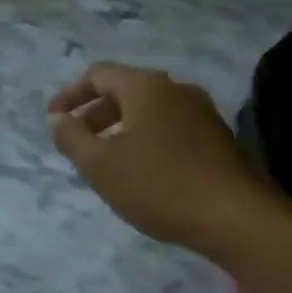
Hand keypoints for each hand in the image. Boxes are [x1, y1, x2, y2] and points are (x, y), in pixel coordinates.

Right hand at [48, 62, 265, 253]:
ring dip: (122, 129)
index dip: (70, 95)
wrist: (237, 218)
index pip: (98, 74)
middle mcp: (177, 89)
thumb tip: (57, 118)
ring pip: (150, 111)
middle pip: (125, 90)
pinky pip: (171, 127)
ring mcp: (202, 112)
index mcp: (146, 87)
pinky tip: (144, 173)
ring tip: (107, 161)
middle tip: (78, 143)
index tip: (54, 119)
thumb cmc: (159, 185)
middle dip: (96, 114)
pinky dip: (147, 139)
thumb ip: (71, 137)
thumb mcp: (100, 165)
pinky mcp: (219, 138)